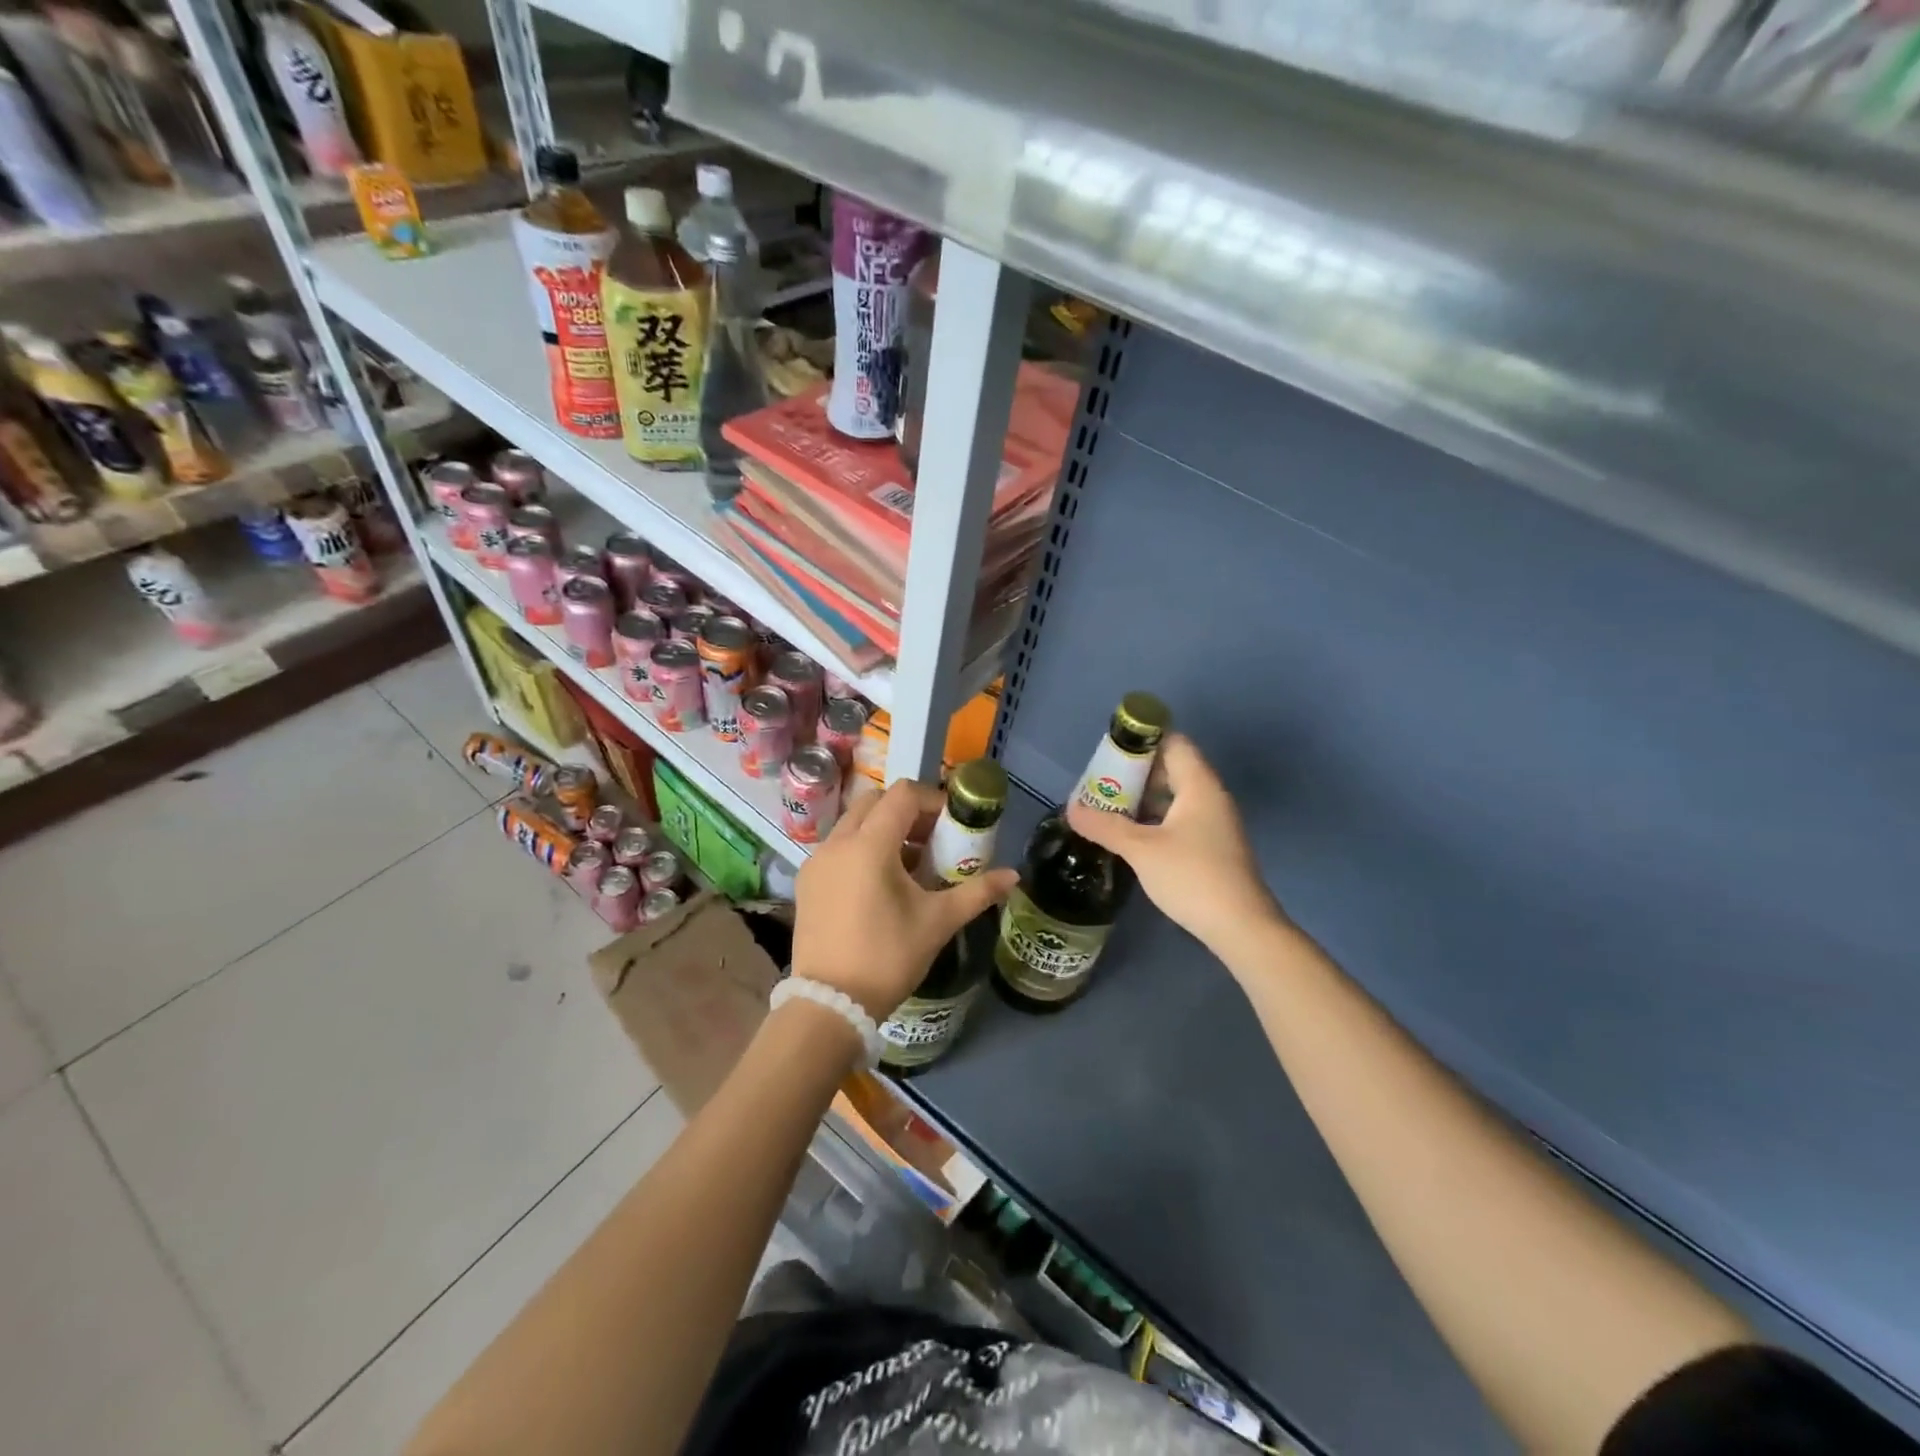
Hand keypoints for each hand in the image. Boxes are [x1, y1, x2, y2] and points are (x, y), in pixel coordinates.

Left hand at [792, 777, 1019, 1020]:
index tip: (952, 823)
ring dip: (883, 830)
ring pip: (853, 824)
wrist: (831, 1004)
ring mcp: (817, 861)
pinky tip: (880, 884)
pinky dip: (862, 849)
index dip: (932, 800)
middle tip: (933, 840)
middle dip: (907, 812)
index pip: (902, 795)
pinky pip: (838, 847)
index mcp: (869, 845)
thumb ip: (977, 892)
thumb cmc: (888, 957)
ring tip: (910, 864)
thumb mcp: (938, 922)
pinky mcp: (807, 881)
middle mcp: (837, 843)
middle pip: (874, 802)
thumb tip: (1013, 876)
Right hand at [1066, 733, 1278, 952]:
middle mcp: (1210, 797)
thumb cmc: (1192, 877)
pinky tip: (1130, 836)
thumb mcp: (1141, 850)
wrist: (1241, 928)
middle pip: (1171, 768)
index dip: (1141, 741)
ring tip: (1107, 808)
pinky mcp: (1211, 846)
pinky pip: (1178, 818)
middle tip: (1100, 784)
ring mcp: (1213, 823)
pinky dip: (1154, 819)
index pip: (1172, 742)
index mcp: (1199, 785)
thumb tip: (1072, 808)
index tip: (1109, 752)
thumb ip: (1105, 826)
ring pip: (1173, 796)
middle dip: (1134, 773)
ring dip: (1142, 799)